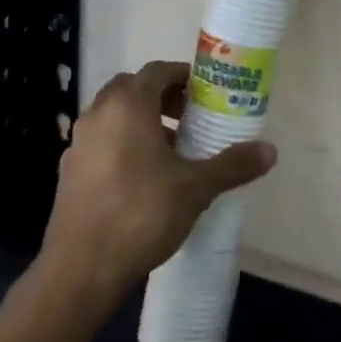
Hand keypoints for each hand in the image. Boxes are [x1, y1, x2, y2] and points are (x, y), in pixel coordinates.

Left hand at [42, 62, 275, 307]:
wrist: (80, 270)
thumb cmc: (141, 215)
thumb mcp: (195, 189)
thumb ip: (232, 165)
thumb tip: (271, 151)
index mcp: (128, 104)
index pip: (158, 71)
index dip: (184, 77)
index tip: (206, 95)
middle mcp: (99, 112)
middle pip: (133, 88)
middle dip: (162, 97)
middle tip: (189, 119)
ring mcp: (79, 142)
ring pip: (114, 115)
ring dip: (141, 121)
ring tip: (170, 151)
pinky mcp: (69, 170)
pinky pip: (101, 141)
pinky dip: (121, 144)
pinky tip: (141, 179)